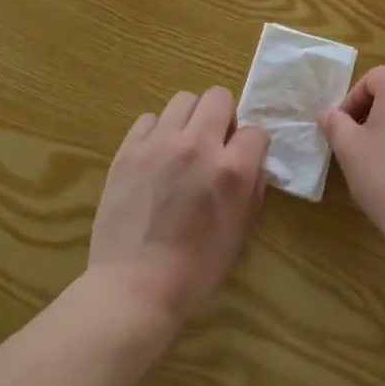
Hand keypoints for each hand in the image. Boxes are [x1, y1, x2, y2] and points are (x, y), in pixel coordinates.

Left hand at [88, 87, 268, 332]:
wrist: (133, 288)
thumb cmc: (194, 271)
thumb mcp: (239, 234)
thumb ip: (252, 190)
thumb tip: (255, 165)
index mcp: (231, 170)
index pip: (256, 131)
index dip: (253, 147)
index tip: (244, 161)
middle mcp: (198, 146)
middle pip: (219, 97)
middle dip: (224, 117)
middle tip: (215, 144)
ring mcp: (159, 143)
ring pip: (184, 99)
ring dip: (191, 119)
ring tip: (184, 146)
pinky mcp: (129, 149)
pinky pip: (149, 119)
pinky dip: (158, 132)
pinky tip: (156, 158)